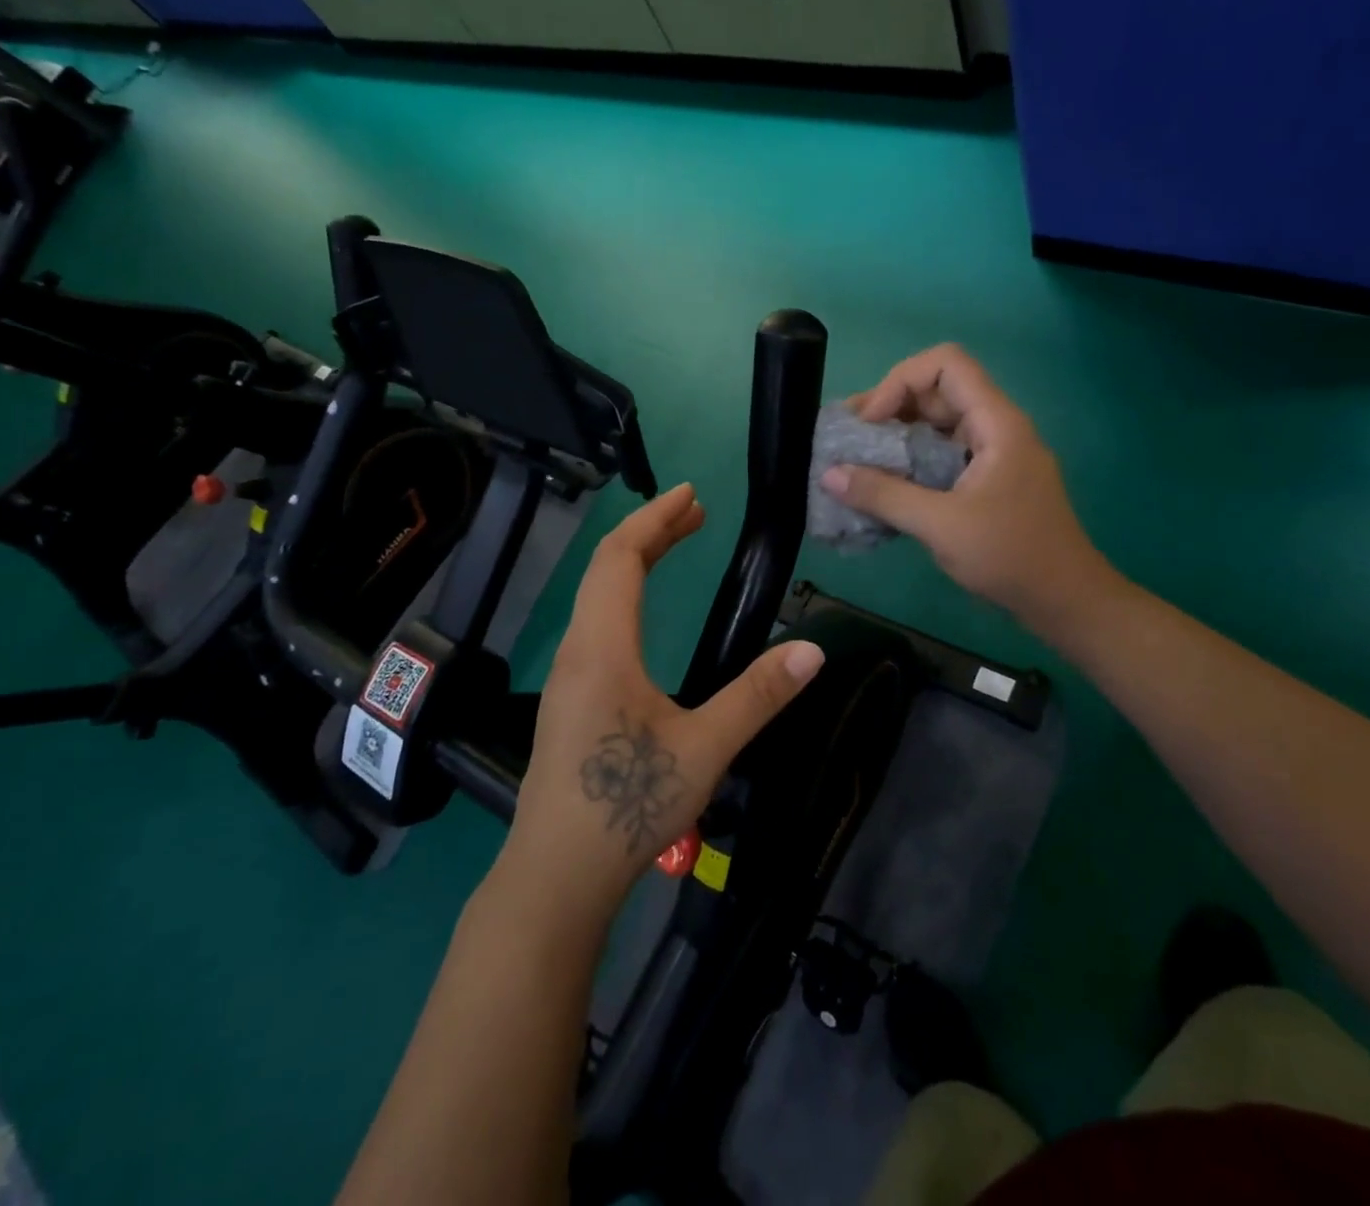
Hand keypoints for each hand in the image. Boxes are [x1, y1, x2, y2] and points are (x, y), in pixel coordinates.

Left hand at [500, 483, 824, 922]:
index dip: (654, 519)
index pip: (621, 557)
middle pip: (605, 567)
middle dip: (649, 531)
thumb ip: (758, 696)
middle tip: (695, 513)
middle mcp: (577, 649)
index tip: (691, 494)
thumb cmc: (627, 806)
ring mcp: (567, 675)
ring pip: (596, 595)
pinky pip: (595, 622)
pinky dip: (625, 593)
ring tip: (675, 546)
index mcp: (603, 646)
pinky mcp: (568, 699)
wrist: (555, 876)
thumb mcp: (705, 749)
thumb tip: (814, 649)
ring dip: (635, 561)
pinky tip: (645, 615)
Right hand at [821, 344, 1114, 630]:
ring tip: (856, 460)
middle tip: (850, 438)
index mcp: (996, 423)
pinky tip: (884, 485)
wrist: (1065, 600)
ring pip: (938, 423)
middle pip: (938, 390)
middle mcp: (996, 427)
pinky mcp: (987, 479)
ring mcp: (993, 453)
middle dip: (889, 407)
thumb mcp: (940, 525)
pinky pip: (943, 452)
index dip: (900, 381)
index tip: (871, 422)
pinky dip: (911, 459)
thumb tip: (829, 474)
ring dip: (897, 434)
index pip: (946, 364)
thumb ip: (883, 495)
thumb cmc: (1010, 556)